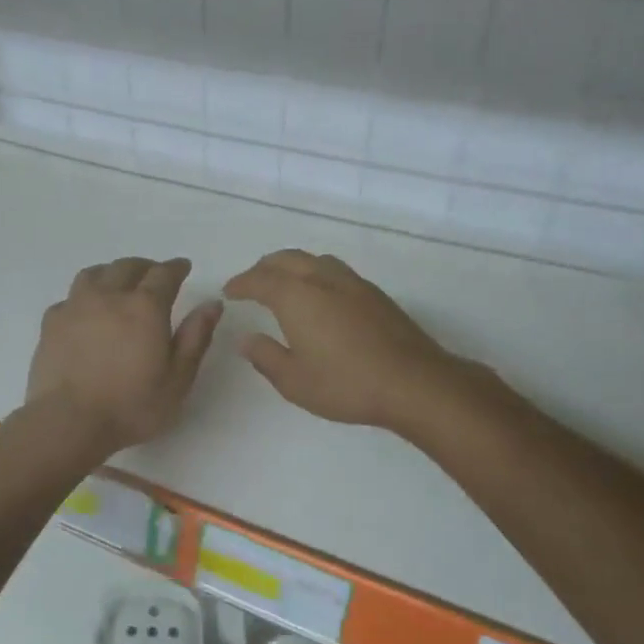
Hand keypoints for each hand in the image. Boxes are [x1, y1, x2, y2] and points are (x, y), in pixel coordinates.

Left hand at [26, 257, 222, 452]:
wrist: (68, 421)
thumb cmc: (131, 406)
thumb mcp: (178, 379)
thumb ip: (195, 337)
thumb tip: (212, 304)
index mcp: (145, 307)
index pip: (164, 274)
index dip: (176, 267)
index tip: (183, 267)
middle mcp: (110, 296)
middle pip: (128, 267)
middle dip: (145, 267)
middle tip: (154, 276)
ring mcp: (76, 306)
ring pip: (95, 273)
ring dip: (112, 273)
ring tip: (118, 284)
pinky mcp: (51, 322)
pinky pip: (70, 297)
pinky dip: (83, 297)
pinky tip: (85, 311)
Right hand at [223, 250, 465, 431]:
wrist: (414, 382)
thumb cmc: (346, 384)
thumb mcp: (295, 381)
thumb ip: (266, 357)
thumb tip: (247, 339)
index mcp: (296, 297)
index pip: (260, 280)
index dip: (241, 284)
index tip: (230, 291)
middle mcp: (322, 279)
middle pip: (286, 259)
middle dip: (264, 268)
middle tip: (251, 282)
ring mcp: (352, 283)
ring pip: (313, 260)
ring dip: (291, 265)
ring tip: (284, 282)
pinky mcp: (374, 293)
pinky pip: (334, 270)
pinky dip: (315, 273)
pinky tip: (320, 294)